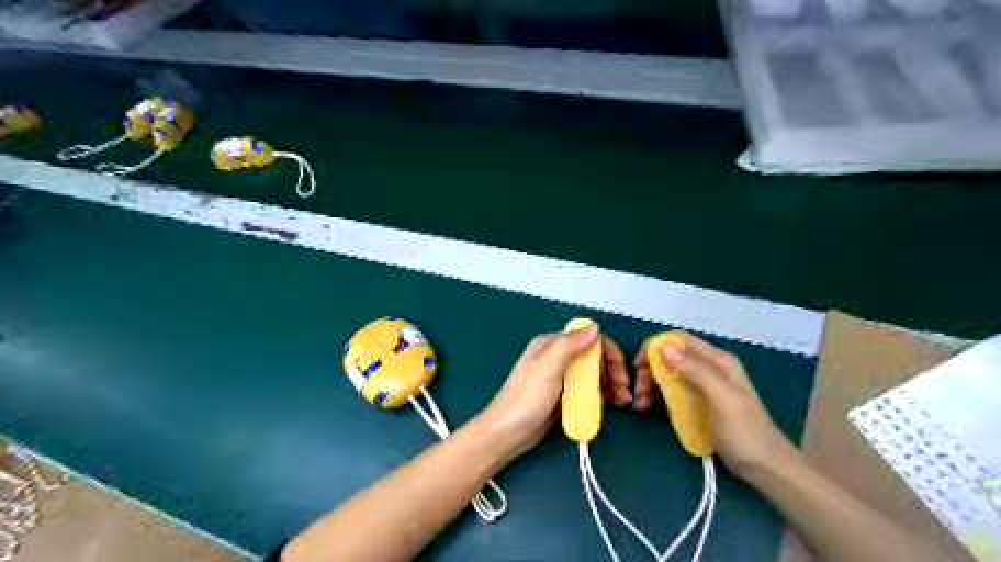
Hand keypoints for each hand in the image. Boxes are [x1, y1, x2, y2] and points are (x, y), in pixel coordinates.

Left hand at [474, 328, 623, 462]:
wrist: (507, 433)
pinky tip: (604, 407)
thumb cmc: (527, 398)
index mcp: (551, 345)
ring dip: (607, 386)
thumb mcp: (548, 367)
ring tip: (621, 402)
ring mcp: (558, 378)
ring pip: (590, 376)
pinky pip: (583, 392)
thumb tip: (594, 327)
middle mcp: (555, 358)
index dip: (608, 352)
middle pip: (591, 358)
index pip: (587, 339)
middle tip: (624, 392)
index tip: (622, 372)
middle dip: (611, 372)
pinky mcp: (560, 397)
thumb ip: (570, 345)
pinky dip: (596, 397)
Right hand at [633, 331, 798, 480]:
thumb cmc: (746, 432)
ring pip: (667, 374)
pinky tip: (647, 407)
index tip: (638, 365)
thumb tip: (665, 346)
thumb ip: (696, 370)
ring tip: (639, 403)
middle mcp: (708, 368)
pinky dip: (656, 396)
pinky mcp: (697, 403)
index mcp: (717, 360)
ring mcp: (703, 386)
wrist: (766, 469)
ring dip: (650, 383)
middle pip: (670, 357)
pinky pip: (671, 391)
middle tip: (637, 390)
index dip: (655, 347)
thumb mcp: (722, 398)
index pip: (679, 339)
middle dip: (649, 369)